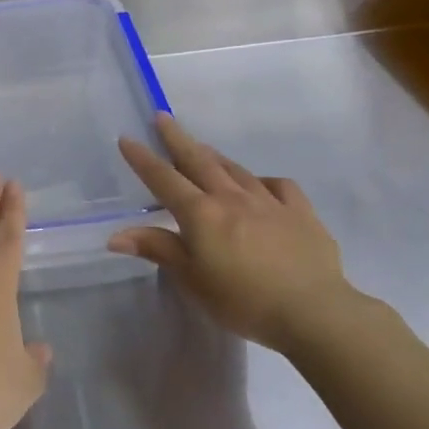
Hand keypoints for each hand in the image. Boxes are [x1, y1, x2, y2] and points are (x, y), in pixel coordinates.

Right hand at [109, 114, 367, 354]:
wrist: (313, 311)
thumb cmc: (242, 300)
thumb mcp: (192, 280)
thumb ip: (158, 250)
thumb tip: (115, 235)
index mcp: (201, 214)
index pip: (164, 180)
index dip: (143, 159)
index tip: (127, 138)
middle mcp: (232, 198)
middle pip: (199, 161)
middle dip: (177, 139)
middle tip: (163, 118)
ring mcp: (269, 202)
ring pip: (236, 170)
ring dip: (214, 156)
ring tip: (202, 148)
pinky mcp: (301, 213)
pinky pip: (278, 186)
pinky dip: (263, 181)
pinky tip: (259, 185)